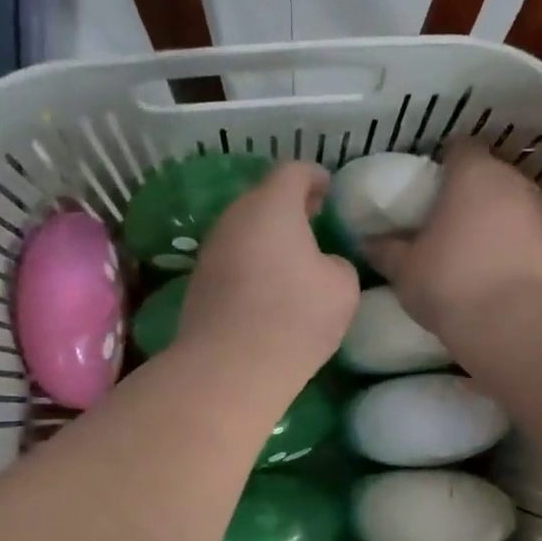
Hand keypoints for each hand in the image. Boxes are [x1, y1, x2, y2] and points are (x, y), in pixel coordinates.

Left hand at [176, 162, 360, 393]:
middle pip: (262, 199)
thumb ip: (337, 264)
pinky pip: (232, 261)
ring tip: (293, 258)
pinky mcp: (199, 284)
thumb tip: (320, 266)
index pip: (293, 172)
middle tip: (313, 220)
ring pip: (244, 231)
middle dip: (289, 206)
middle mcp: (234, 219)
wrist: (230, 368)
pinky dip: (251, 264)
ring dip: (268, 238)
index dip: (314, 177)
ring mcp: (211, 251)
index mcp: (271, 206)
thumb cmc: (295, 317)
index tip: (328, 189)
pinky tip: (268, 289)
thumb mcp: (342, 288)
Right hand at [366, 141, 541, 339]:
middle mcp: (512, 181)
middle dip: (466, 192)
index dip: (442, 165)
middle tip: (440, 220)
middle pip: (487, 174)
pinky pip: (522, 234)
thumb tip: (369, 242)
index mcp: (473, 172)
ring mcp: (538, 212)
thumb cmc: (449, 282)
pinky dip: (508, 244)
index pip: (459, 149)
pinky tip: (489, 269)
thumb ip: (386, 250)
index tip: (425, 190)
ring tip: (465, 248)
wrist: (513, 324)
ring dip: (490, 219)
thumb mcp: (404, 269)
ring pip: (508, 204)